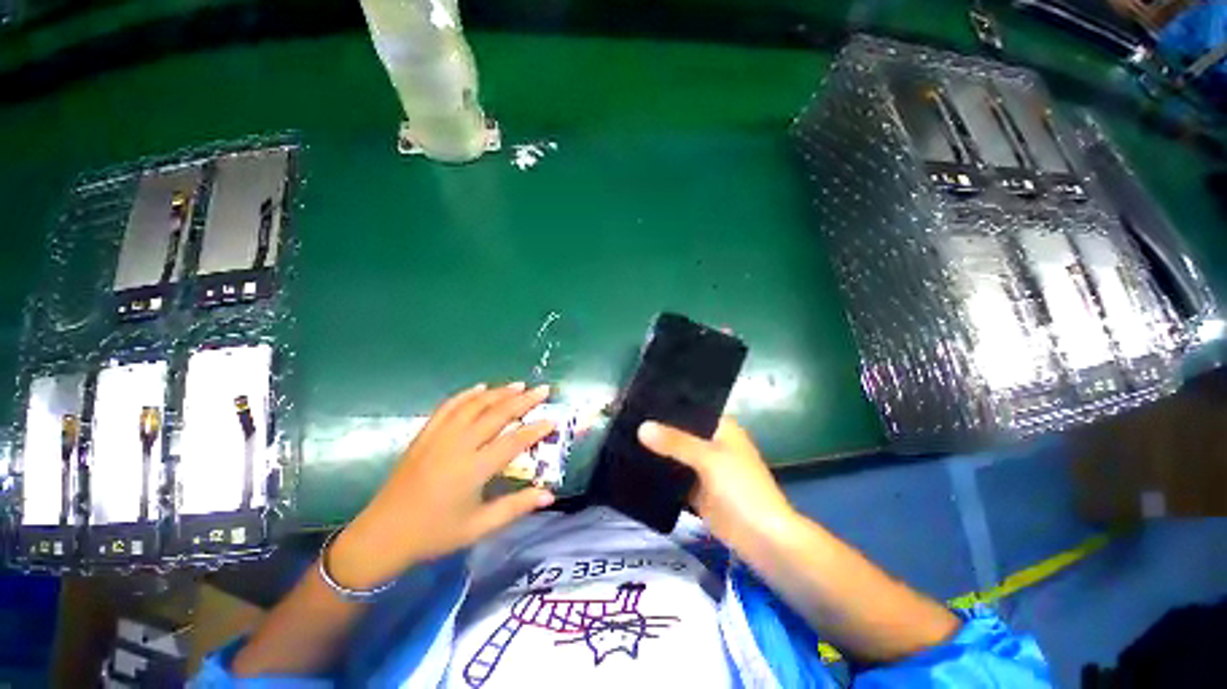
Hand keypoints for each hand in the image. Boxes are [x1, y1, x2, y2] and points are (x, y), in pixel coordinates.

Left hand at [329, 382, 555, 588]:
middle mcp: (458, 446)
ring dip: (498, 392)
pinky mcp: (424, 435)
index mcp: (473, 469)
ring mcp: (439, 437)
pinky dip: (466, 395)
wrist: (382, 535)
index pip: (513, 441)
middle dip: (523, 400)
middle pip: (497, 415)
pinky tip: (479, 388)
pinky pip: (448, 407)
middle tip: (542, 389)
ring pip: (474, 405)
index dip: (536, 430)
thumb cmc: (435, 534)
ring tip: (518, 385)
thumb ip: (516, 507)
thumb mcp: (479, 527)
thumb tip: (549, 495)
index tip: (553, 419)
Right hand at [637, 417, 797, 553]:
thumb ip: (675, 441)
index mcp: (721, 428)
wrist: (762, 539)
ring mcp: (703, 468)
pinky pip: (673, 477)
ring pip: (675, 454)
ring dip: (656, 451)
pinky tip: (634, 466)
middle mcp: (711, 443)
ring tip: (623, 438)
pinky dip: (659, 474)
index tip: (639, 401)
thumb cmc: (742, 489)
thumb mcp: (708, 458)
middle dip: (657, 429)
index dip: (667, 405)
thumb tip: (641, 427)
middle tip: (625, 420)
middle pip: (680, 432)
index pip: (690, 409)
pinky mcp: (696, 490)